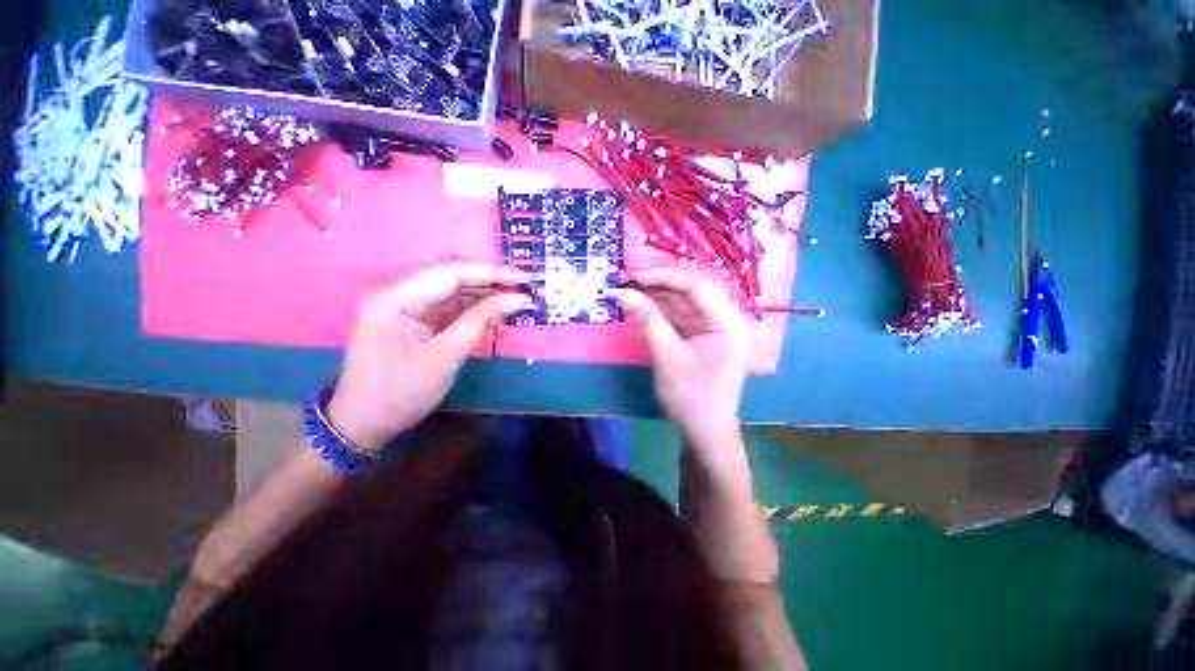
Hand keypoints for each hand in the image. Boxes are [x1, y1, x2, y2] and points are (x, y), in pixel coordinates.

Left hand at [327, 262, 530, 450]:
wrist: (363, 424)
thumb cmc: (403, 391)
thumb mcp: (447, 355)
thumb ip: (482, 320)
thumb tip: (518, 299)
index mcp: (396, 296)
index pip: (451, 271)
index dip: (492, 273)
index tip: (525, 280)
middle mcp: (396, 291)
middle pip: (449, 273)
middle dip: (488, 278)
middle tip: (522, 287)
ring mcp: (402, 304)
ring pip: (449, 287)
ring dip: (482, 291)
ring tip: (513, 297)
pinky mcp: (410, 317)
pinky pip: (445, 303)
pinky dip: (470, 306)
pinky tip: (492, 309)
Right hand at [615, 269, 749, 446]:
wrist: (703, 433)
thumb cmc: (691, 396)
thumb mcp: (667, 355)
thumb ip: (646, 320)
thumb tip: (621, 293)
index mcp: (728, 321)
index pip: (697, 285)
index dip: (664, 276)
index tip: (633, 276)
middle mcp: (724, 320)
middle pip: (690, 292)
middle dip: (657, 285)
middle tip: (626, 280)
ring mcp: (712, 330)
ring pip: (682, 304)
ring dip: (655, 298)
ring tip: (627, 290)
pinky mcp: (700, 339)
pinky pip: (679, 319)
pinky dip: (659, 313)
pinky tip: (640, 307)